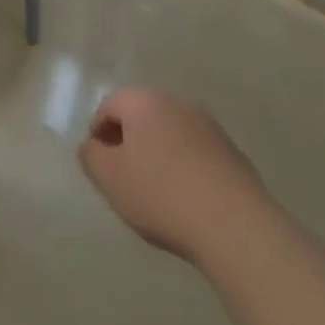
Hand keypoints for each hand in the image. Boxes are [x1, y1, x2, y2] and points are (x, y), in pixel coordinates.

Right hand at [78, 88, 266, 263]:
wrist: (232, 222)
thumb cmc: (160, 194)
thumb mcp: (110, 179)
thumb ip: (91, 156)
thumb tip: (92, 145)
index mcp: (144, 102)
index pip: (110, 104)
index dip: (98, 130)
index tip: (98, 162)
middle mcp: (176, 102)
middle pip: (142, 114)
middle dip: (128, 139)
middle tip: (122, 174)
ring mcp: (207, 124)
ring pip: (170, 131)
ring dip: (157, 151)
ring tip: (154, 189)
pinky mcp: (230, 150)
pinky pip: (195, 150)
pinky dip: (183, 165)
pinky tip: (185, 197)